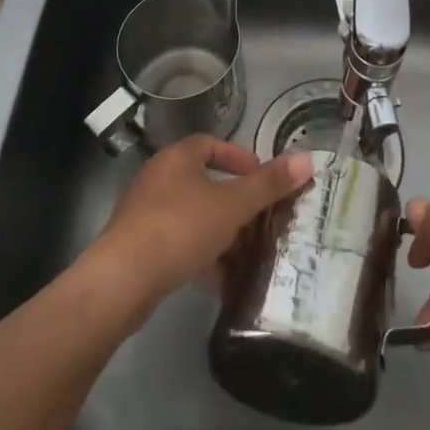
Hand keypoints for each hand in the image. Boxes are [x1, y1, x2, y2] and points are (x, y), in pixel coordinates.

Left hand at [86, 136, 312, 318]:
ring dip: (222, 235)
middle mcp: (159, 179)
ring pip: (194, 218)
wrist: (121, 281)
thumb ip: (269, 184)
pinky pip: (180, 246)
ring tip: (249, 256)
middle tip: (262, 220)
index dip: (240, 158)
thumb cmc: (180, 228)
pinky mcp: (139, 249)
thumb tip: (308, 159)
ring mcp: (146, 215)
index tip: (262, 180)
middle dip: (236, 204)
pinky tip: (223, 284)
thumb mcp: (232, 205)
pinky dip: (203, 259)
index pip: (212, 145)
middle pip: (205, 184)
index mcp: (178, 158)